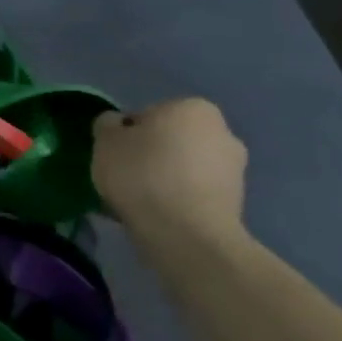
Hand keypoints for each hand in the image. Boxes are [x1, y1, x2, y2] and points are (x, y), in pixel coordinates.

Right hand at [92, 99, 245, 241]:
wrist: (185, 233)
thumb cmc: (141, 174)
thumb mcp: (105, 141)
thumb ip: (108, 125)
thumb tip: (118, 125)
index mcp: (191, 108)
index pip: (147, 115)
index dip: (126, 136)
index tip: (113, 156)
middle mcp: (222, 131)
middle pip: (170, 140)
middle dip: (150, 155)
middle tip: (124, 178)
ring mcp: (234, 168)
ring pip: (184, 168)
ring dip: (165, 179)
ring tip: (139, 202)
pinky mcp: (236, 202)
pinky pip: (194, 193)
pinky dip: (178, 200)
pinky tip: (158, 215)